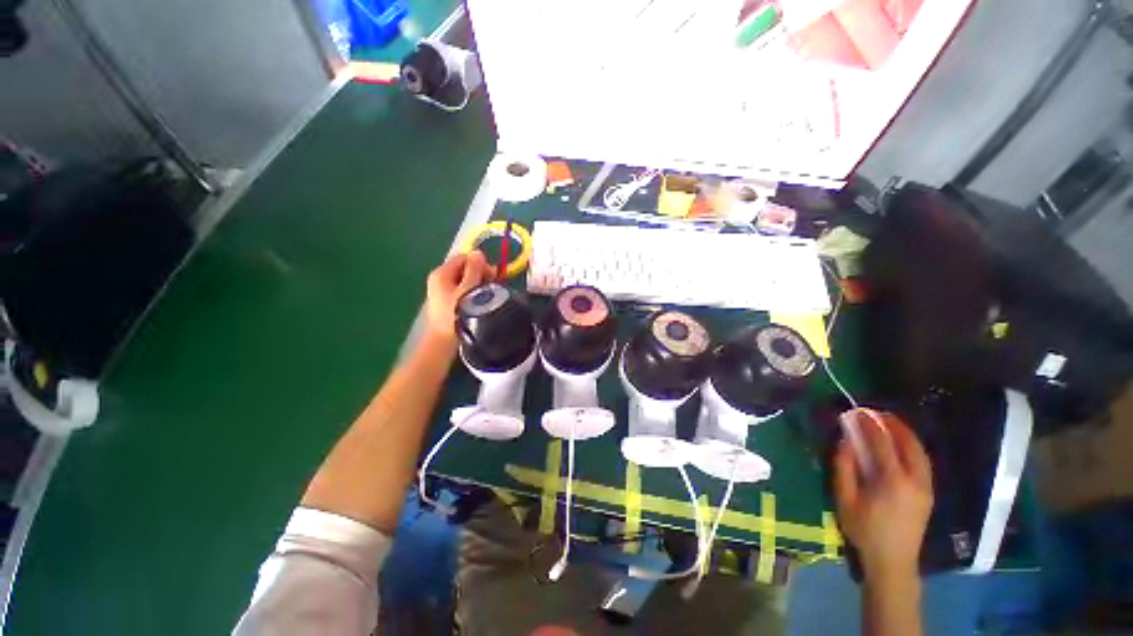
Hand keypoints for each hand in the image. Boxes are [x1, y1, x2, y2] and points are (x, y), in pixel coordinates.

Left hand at [425, 251, 492, 341]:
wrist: (444, 342)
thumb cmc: (456, 314)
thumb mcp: (468, 290)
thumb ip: (474, 270)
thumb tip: (478, 253)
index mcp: (441, 273)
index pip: (464, 257)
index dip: (480, 264)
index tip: (492, 276)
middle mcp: (440, 279)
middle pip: (465, 268)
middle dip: (480, 274)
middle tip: (492, 286)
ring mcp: (442, 291)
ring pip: (465, 280)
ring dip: (478, 284)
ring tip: (487, 296)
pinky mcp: (447, 301)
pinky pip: (463, 290)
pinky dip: (473, 292)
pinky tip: (480, 302)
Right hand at [834, 409, 932, 584]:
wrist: (893, 561)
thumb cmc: (864, 530)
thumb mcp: (845, 499)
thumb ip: (844, 467)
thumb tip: (845, 441)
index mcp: (893, 481)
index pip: (882, 443)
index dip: (869, 425)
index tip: (857, 411)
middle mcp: (915, 480)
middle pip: (908, 443)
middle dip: (893, 424)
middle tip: (875, 412)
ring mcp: (926, 487)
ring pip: (920, 451)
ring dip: (905, 433)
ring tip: (889, 422)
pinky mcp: (929, 493)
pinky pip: (923, 461)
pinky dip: (912, 446)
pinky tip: (901, 443)